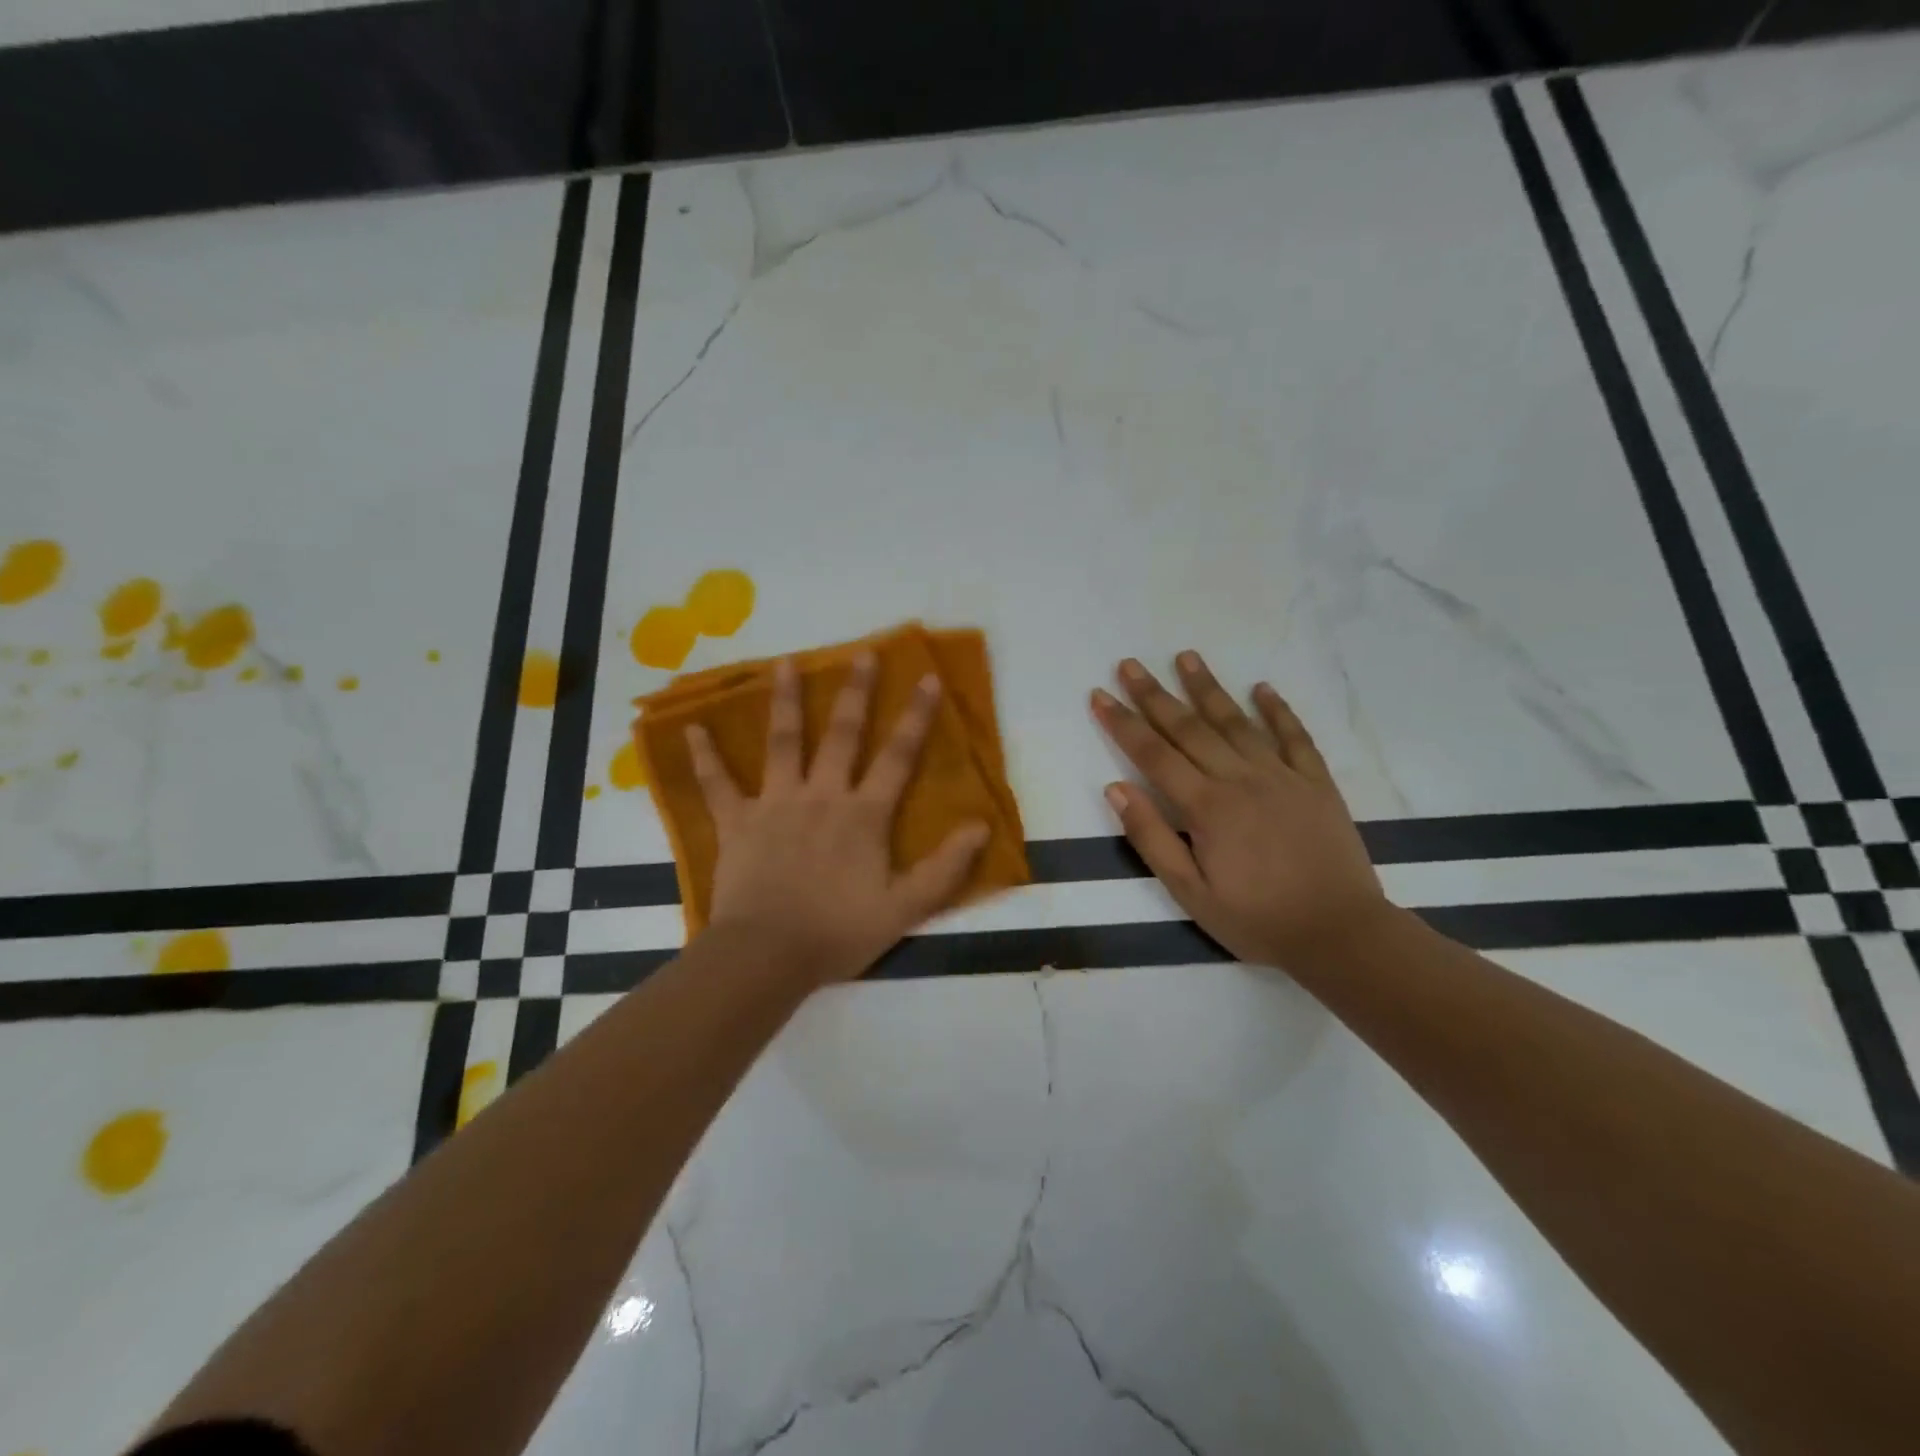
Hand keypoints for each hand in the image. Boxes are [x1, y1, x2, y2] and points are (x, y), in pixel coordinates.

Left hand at [687, 653, 989, 986]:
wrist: (768, 956)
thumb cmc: (838, 932)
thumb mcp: (904, 908)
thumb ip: (944, 867)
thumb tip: (980, 827)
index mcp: (863, 814)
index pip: (898, 757)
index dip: (916, 718)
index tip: (927, 678)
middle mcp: (822, 796)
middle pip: (842, 735)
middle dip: (856, 692)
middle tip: (863, 654)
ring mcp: (775, 804)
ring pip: (783, 742)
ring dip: (786, 701)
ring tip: (786, 664)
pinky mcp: (736, 822)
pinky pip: (717, 784)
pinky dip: (704, 757)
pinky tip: (691, 728)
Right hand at [1090, 652, 1387, 968]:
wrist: (1340, 934)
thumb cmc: (1256, 919)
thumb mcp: (1189, 893)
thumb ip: (1151, 838)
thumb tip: (1116, 788)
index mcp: (1206, 807)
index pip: (1153, 755)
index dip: (1123, 723)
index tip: (1099, 694)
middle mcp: (1240, 779)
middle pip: (1188, 728)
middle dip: (1154, 694)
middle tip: (1129, 664)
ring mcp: (1282, 776)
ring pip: (1236, 722)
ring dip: (1208, 687)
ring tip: (1186, 656)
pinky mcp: (1316, 783)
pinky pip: (1294, 737)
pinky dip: (1278, 710)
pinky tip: (1262, 688)